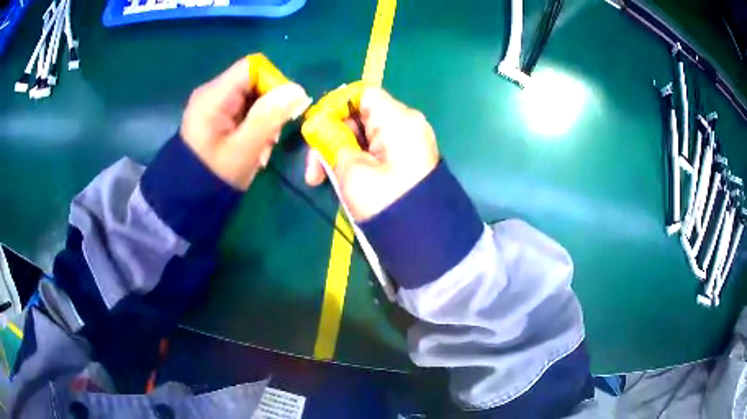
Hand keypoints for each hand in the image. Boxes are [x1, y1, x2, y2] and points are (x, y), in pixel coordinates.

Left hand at [181, 57, 309, 189]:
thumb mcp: (244, 149)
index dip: (274, 81)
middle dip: (270, 106)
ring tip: (262, 147)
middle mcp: (212, 93)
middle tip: (272, 136)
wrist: (188, 200)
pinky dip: (255, 126)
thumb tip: (297, 90)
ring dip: (264, 119)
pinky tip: (255, 147)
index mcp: (214, 96)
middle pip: (253, 82)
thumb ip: (268, 117)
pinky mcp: (217, 116)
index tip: (285, 108)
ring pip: (252, 97)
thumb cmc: (214, 176)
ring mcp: (214, 105)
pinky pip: (244, 110)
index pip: (252, 67)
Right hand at [304, 88, 439, 220]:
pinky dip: (358, 160)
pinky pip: (377, 149)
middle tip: (314, 170)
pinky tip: (344, 180)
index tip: (316, 132)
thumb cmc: (387, 203)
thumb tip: (319, 128)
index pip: (362, 94)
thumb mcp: (352, 172)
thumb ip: (331, 143)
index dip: (335, 106)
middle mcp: (408, 124)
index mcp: (398, 120)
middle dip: (333, 138)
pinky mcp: (409, 158)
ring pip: (366, 135)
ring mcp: (411, 142)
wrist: (426, 240)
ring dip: (342, 153)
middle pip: (361, 115)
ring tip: (323, 180)